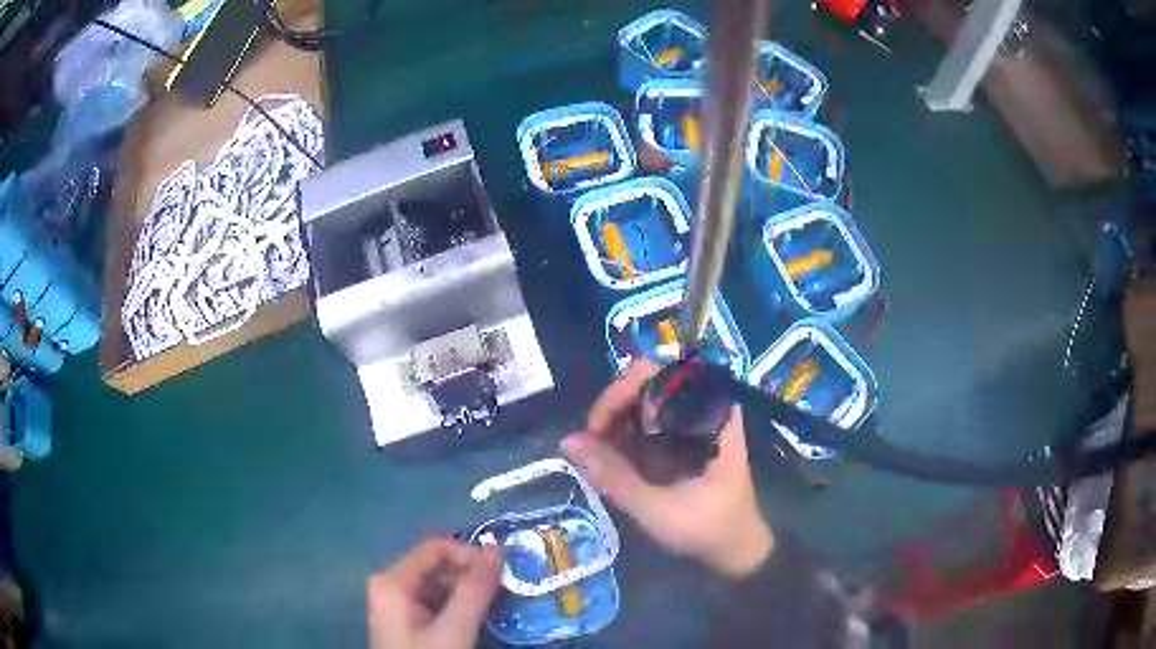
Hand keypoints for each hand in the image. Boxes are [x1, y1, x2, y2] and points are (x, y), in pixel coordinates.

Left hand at [367, 538, 502, 648]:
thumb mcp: (454, 629)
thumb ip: (475, 590)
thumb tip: (498, 549)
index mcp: (393, 581)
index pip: (436, 548)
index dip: (470, 554)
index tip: (502, 574)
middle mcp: (390, 585)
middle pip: (437, 566)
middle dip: (472, 576)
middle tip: (505, 592)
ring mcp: (397, 604)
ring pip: (439, 586)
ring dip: (469, 593)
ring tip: (497, 606)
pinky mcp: (406, 622)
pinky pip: (435, 603)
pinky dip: (459, 607)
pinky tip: (479, 619)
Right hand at [562, 360, 774, 577]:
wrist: (736, 548)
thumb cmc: (707, 528)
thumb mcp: (657, 509)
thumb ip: (614, 476)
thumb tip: (568, 441)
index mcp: (708, 413)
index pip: (655, 375)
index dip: (619, 394)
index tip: (597, 430)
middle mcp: (703, 406)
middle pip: (645, 383)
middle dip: (612, 410)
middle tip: (593, 445)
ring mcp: (693, 420)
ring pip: (643, 401)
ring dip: (615, 424)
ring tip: (598, 456)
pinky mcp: (684, 436)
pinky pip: (647, 421)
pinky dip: (624, 436)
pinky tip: (612, 460)